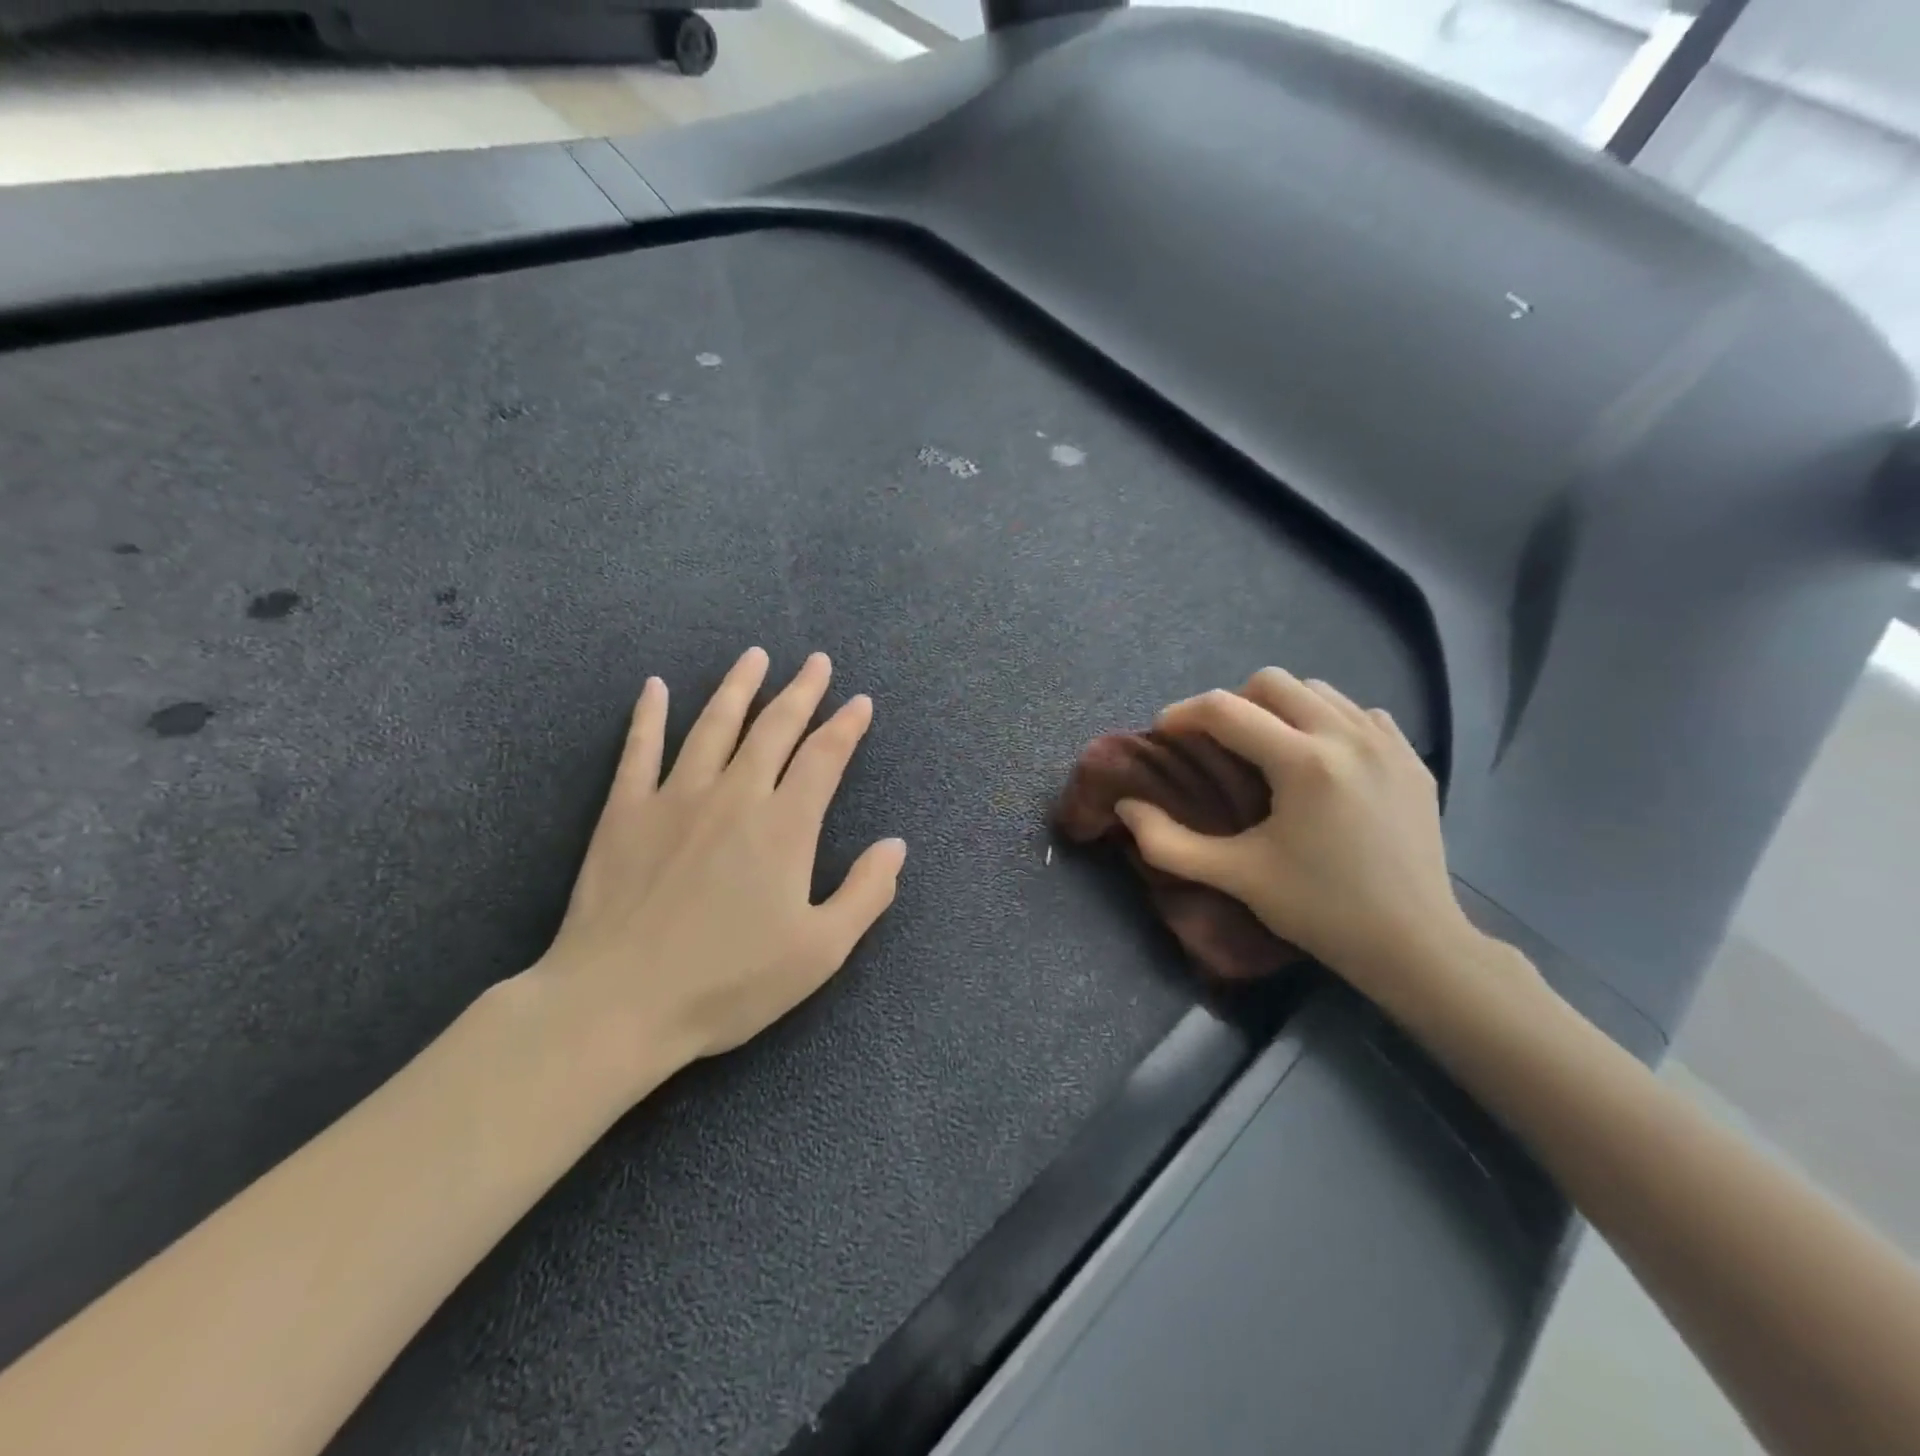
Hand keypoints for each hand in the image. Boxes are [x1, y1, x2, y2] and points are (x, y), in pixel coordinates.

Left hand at [530, 647, 905, 1099]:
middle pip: (774, 728)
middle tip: (816, 662)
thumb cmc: (728, 983)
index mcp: (784, 826)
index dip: (846, 726)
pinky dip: (648, 714)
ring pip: (713, 725)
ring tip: (755, 656)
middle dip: (801, 692)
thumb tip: (896, 845)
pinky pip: (638, 749)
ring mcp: (675, 798)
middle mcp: (734, 795)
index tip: (860, 701)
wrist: (618, 1003)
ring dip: (738, 687)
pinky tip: (654, 687)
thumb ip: (866, 893)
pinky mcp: (625, 812)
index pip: (823, 758)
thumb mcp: (819, 952)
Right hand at [1114, 668, 1483, 1014]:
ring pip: (1318, 690)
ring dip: (1280, 708)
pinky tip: (1320, 761)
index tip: (1164, 732)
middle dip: (1233, 703)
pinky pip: (1359, 712)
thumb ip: (1168, 842)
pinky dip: (1328, 721)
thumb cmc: (1319, 910)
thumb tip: (1127, 806)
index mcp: (1303, 762)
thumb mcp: (1236, 877)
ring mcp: (1387, 743)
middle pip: (1273, 682)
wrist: (1414, 944)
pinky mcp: (1413, 758)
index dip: (1183, 714)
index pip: (1226, 709)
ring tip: (1267, 748)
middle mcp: (1348, 736)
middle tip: (1218, 743)